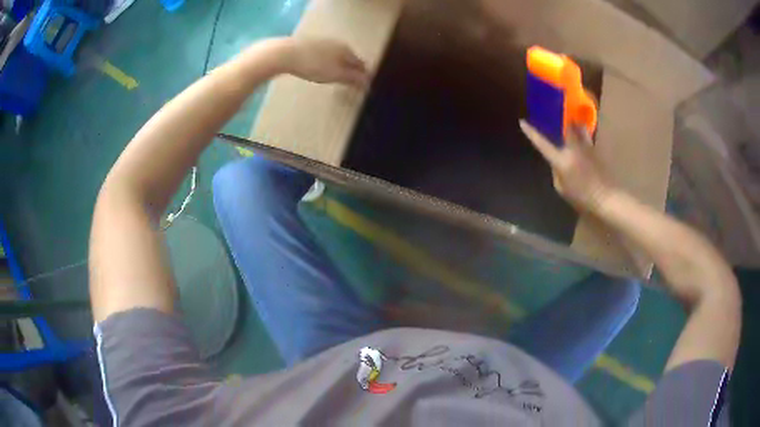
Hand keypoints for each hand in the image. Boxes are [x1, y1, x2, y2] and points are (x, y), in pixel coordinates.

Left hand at [283, 38, 369, 87]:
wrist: (285, 53)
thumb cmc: (313, 65)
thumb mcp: (336, 75)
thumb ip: (353, 78)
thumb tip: (368, 82)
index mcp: (346, 50)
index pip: (360, 63)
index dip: (363, 75)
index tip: (363, 85)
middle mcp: (337, 43)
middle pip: (348, 57)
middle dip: (351, 68)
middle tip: (351, 81)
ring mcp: (322, 41)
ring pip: (335, 54)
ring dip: (338, 64)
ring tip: (336, 75)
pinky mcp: (308, 43)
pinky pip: (323, 54)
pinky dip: (326, 61)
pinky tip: (320, 67)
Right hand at [519, 119, 613, 212]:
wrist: (605, 196)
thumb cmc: (582, 197)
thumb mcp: (562, 189)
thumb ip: (556, 172)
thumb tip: (556, 161)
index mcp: (561, 160)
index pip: (542, 144)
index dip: (531, 133)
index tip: (522, 122)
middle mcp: (572, 149)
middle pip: (566, 127)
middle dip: (563, 123)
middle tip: (561, 121)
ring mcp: (585, 147)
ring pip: (579, 128)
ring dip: (575, 125)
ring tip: (574, 125)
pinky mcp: (595, 149)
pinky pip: (586, 137)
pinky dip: (583, 135)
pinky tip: (583, 140)